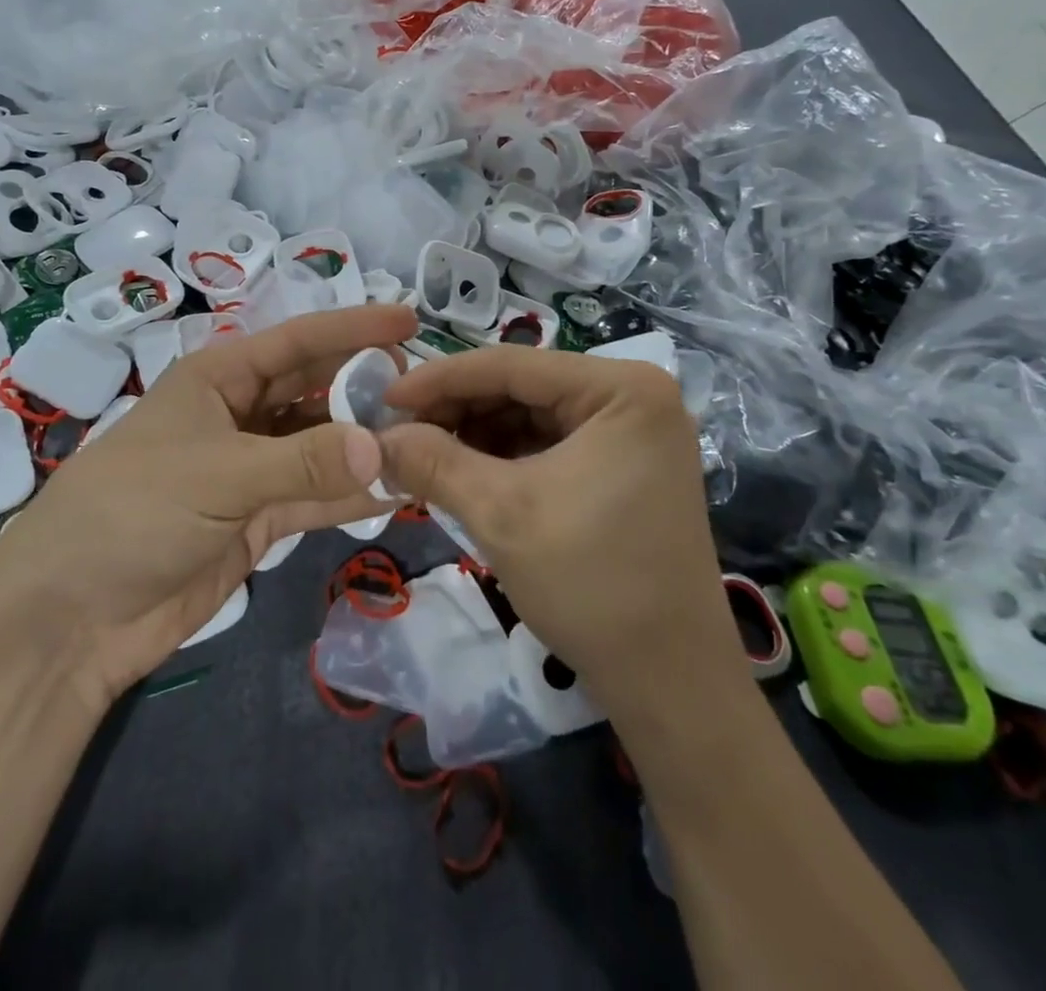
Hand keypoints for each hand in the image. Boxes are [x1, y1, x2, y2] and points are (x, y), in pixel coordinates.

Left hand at [0, 304, 417, 709]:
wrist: (71, 616)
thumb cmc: (134, 512)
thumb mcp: (219, 475)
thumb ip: (304, 462)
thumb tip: (386, 450)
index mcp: (219, 379)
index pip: (298, 341)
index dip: (353, 328)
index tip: (410, 321)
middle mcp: (239, 415)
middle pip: (314, 390)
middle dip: (365, 387)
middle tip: (427, 394)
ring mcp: (250, 470)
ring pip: (320, 446)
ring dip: (365, 445)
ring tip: (426, 442)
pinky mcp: (256, 520)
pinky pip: (315, 496)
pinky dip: (352, 494)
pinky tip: (397, 490)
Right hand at [378, 346, 744, 713]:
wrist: (669, 681)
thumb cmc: (591, 584)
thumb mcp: (500, 514)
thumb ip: (432, 462)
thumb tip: (376, 435)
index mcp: (622, 388)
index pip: (512, 364)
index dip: (440, 378)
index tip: (385, 397)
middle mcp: (634, 396)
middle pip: (523, 386)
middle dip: (457, 410)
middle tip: (399, 432)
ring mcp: (632, 432)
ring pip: (532, 414)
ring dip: (475, 433)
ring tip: (423, 455)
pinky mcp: (624, 465)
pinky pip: (550, 443)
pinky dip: (503, 455)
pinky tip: (463, 472)